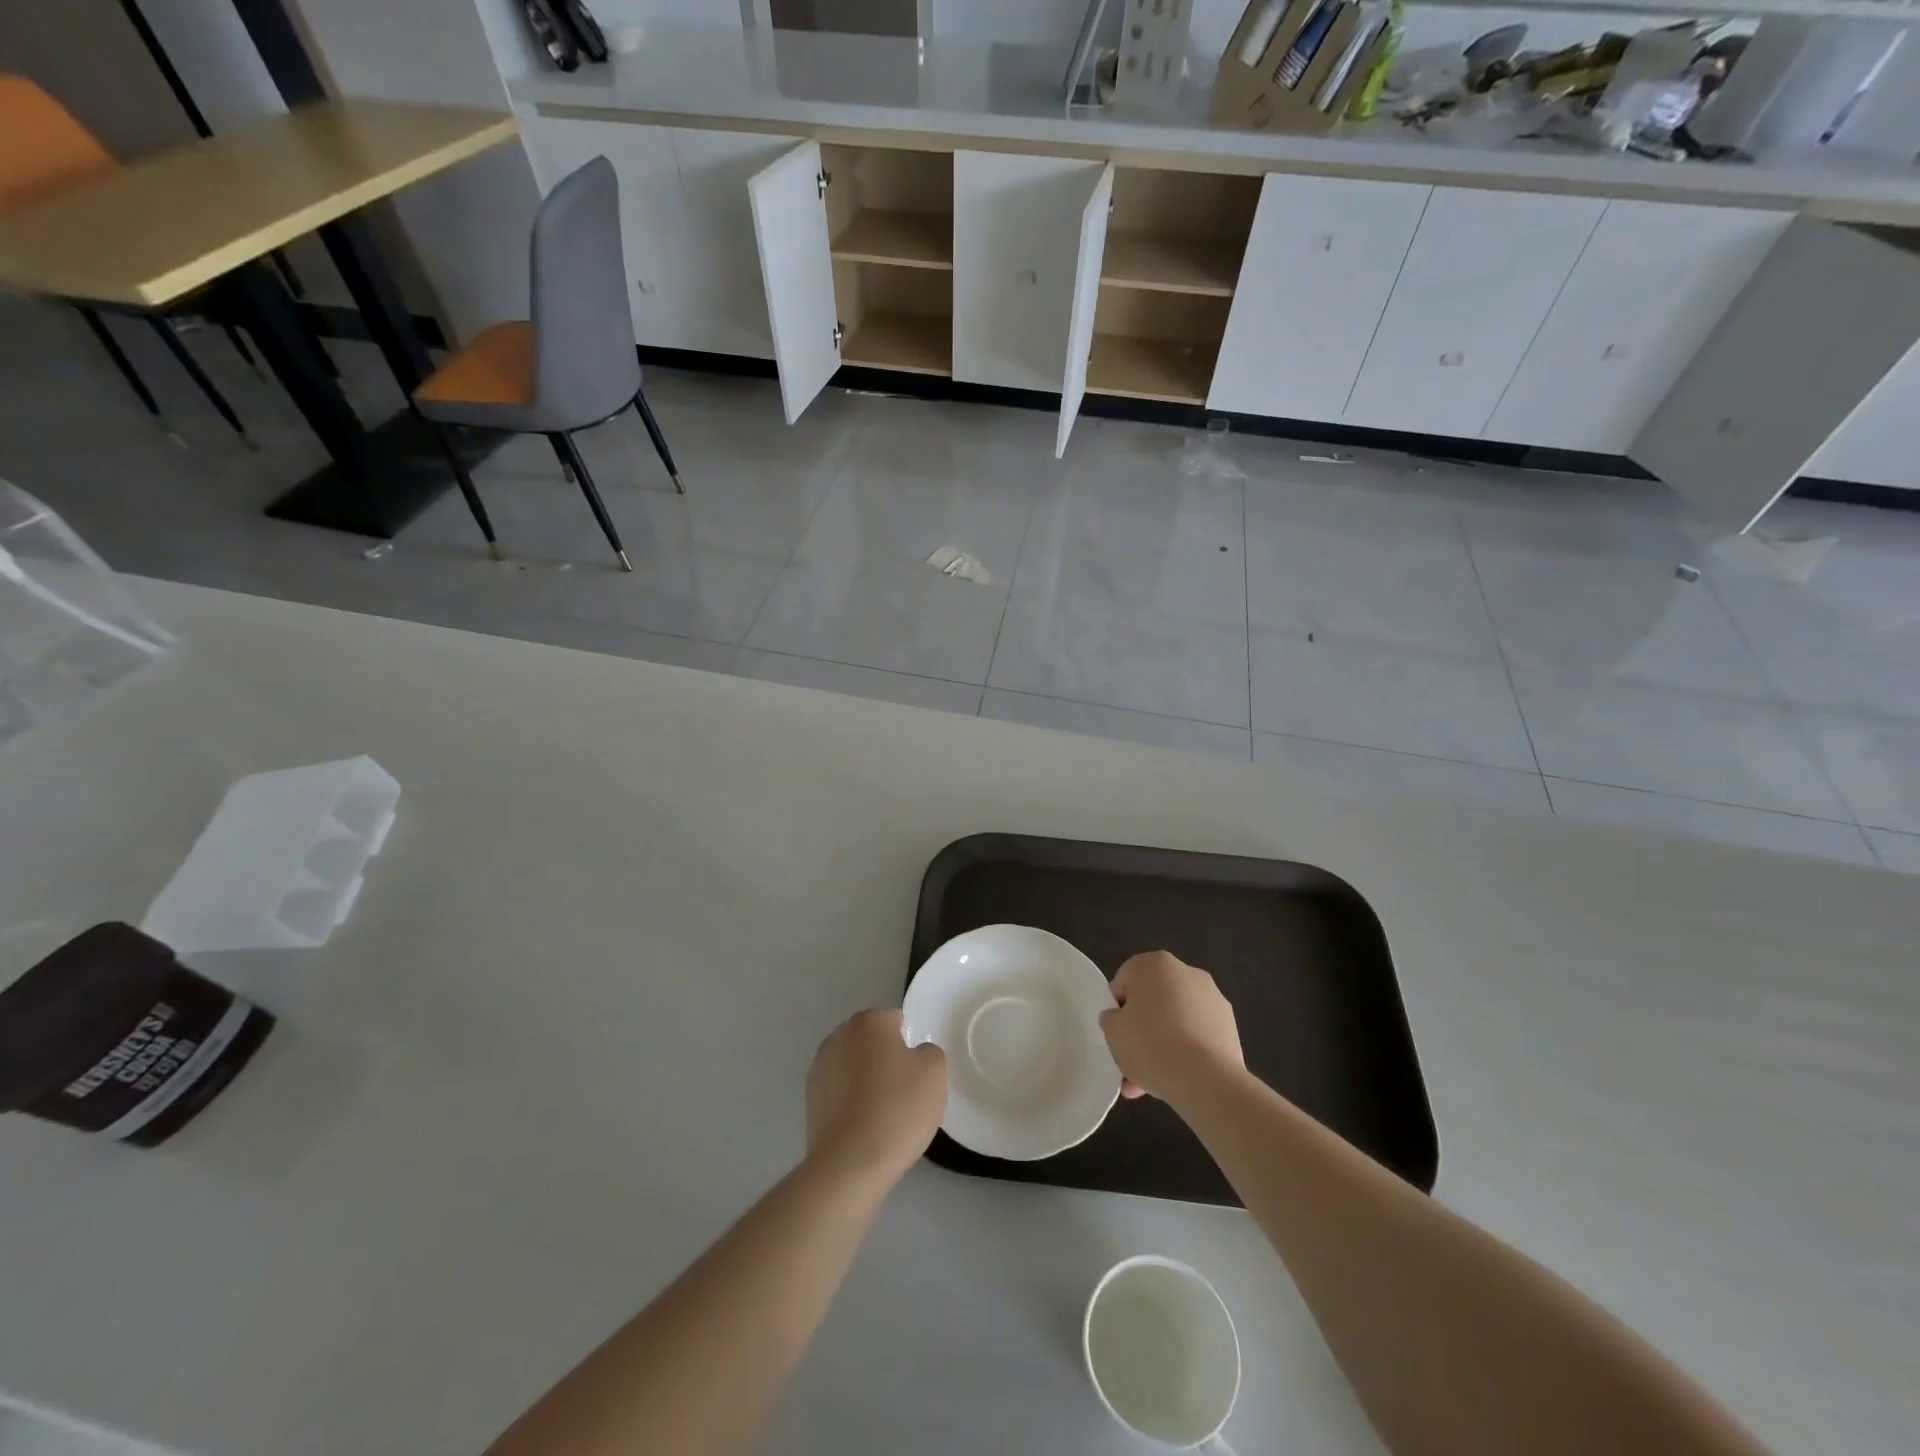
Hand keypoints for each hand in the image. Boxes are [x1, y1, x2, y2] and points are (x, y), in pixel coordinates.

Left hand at [805, 1009, 946, 1187]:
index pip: (895, 1020)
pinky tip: (865, 1127)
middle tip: (905, 1091)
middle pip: (872, 1042)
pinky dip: (852, 1103)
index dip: (910, 1044)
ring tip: (885, 1114)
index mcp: (868, 1021)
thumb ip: (929, 1051)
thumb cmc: (897, 1108)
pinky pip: (841, 1092)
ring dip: (868, 1081)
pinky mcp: (810, 1100)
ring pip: (854, 1067)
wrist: (850, 1164)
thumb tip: (913, 1055)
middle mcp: (839, 1036)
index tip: (918, 1072)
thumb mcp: (934, 1072)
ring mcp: (819, 1068)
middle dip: (887, 1059)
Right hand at [1100, 952, 1243, 1104]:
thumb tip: (1120, 1018)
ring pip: (1176, 1020)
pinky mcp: (1230, 1027)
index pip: (1126, 979)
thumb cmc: (1151, 1044)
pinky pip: (1197, 1036)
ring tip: (1149, 1082)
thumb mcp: (1112, 1031)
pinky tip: (1174, 1081)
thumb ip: (1111, 1018)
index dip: (1117, 1006)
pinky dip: (1185, 1052)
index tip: (1116, 1031)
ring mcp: (1213, 999)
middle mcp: (1188, 973)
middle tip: (1131, 1057)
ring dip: (1163, 1044)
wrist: (1206, 1080)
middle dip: (1142, 1027)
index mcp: (1156, 964)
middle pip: (1154, 1000)